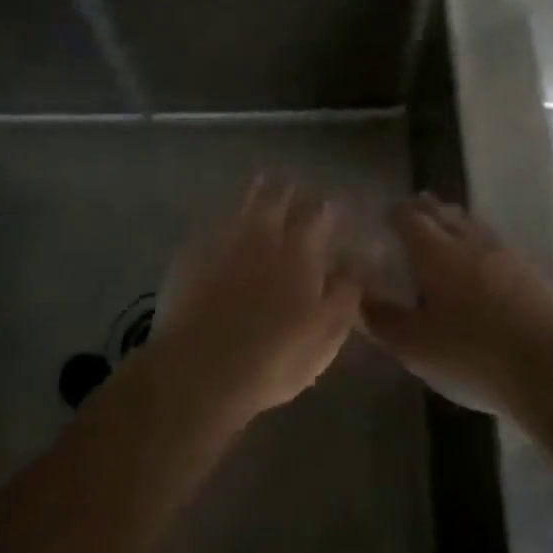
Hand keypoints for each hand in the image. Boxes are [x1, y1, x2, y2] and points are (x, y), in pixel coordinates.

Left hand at [157, 176, 362, 421]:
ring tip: (261, 181)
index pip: (320, 216)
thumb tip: (361, 258)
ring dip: (254, 192)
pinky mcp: (191, 258)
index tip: (334, 203)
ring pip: (242, 206)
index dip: (329, 208)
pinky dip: (221, 218)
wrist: (200, 371)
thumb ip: (347, 290)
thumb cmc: (276, 357)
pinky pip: (211, 226)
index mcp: (301, 252)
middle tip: (296, 186)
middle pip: (279, 202)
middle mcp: (263, 237)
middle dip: (290, 192)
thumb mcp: (327, 332)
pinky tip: (221, 221)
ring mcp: (224, 243)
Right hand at [363, 194, 552, 412]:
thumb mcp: (414, 346)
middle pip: (444, 213)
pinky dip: (479, 242)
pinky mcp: (530, 272)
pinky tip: (482, 259)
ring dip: (455, 221)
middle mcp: (469, 241)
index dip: (395, 213)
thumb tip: (359, 296)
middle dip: (425, 209)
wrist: (549, 369)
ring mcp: (504, 254)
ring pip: (472, 225)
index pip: (409, 218)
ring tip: (446, 226)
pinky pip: (496, 244)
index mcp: (435, 252)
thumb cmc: (470, 354)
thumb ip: (382, 319)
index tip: (385, 214)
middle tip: (413, 211)